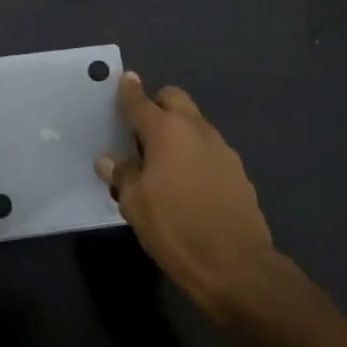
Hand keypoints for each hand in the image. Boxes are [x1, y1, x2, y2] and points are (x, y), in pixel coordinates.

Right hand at [96, 72, 275, 321]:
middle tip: (141, 128)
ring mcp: (221, 148)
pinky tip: (187, 180)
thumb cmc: (176, 230)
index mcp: (166, 132)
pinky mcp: (237, 170)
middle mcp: (196, 130)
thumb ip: (122, 176)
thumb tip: (109, 160)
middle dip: (157, 104)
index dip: (129, 91)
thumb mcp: (135, 206)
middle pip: (175, 99)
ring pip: (195, 122)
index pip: (141, 102)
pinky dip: (195, 151)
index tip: (125, 80)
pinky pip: (209, 147)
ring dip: (178, 129)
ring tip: (162, 158)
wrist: (236, 266)